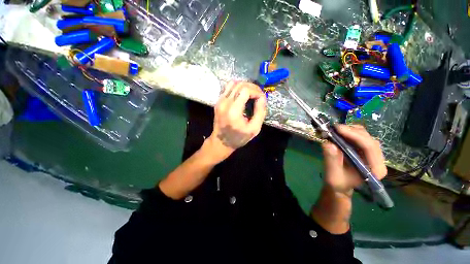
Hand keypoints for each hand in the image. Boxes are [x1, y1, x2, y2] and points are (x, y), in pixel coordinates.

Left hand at [205, 81, 266, 161]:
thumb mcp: (254, 129)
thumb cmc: (238, 138)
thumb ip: (260, 112)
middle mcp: (225, 103)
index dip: (256, 91)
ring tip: (251, 94)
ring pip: (233, 83)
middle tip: (258, 95)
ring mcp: (220, 101)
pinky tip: (241, 96)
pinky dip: (237, 88)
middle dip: (252, 87)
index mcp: (234, 110)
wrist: (221, 142)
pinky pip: (227, 88)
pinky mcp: (218, 102)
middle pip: (240, 84)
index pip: (246, 90)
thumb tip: (262, 98)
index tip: (261, 99)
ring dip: (244, 86)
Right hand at [321, 125, 386, 196]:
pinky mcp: (365, 151)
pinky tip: (340, 133)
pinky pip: (360, 137)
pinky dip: (349, 132)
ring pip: (365, 136)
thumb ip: (332, 160)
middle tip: (334, 128)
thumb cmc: (338, 184)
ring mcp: (372, 154)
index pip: (370, 147)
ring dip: (350, 130)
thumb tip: (328, 143)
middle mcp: (377, 160)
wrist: (340, 186)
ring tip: (335, 130)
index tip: (338, 129)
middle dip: (351, 131)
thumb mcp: (333, 175)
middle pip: (369, 139)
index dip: (355, 136)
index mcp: (375, 169)